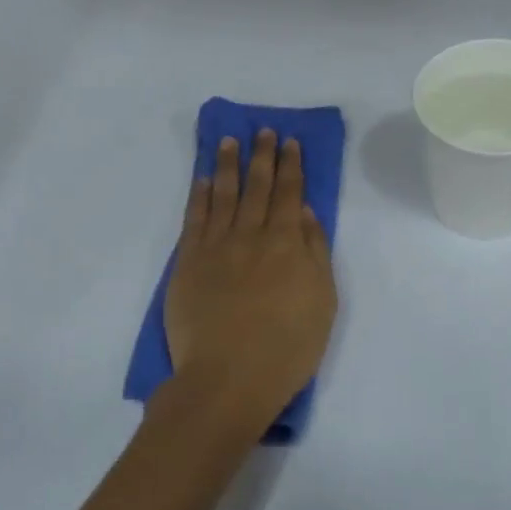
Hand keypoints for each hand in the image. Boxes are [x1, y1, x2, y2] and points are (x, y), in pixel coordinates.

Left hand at [159, 131, 337, 439]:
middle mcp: (251, 235)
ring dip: (227, 165)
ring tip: (229, 141)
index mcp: (287, 243)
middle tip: (263, 131)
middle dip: (262, 156)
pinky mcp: (188, 262)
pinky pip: (194, 218)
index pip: (290, 193)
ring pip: (223, 194)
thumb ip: (315, 253)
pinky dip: (198, 195)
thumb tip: (306, 213)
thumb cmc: (287, 347)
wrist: (228, 378)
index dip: (290, 165)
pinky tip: (201, 179)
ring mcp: (216, 246)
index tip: (289, 142)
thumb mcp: (322, 302)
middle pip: (258, 187)